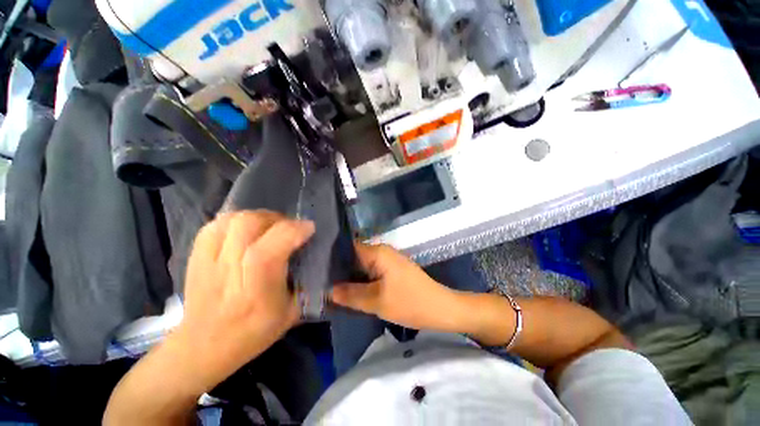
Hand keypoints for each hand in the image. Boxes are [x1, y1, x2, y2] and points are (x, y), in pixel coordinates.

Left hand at [170, 210, 314, 392]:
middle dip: (278, 220)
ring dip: (260, 217)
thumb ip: (307, 282)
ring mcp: (208, 259)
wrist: (203, 345)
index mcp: (255, 290)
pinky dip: (238, 220)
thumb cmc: (252, 332)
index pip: (269, 250)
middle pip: (249, 225)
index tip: (309, 229)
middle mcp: (229, 270)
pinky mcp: (196, 254)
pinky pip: (218, 223)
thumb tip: (317, 254)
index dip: (293, 231)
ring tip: (270, 227)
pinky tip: (247, 230)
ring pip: (234, 219)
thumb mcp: (290, 312)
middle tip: (290, 228)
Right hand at [330, 243, 464, 332]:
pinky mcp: (392, 270)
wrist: (441, 308)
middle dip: (339, 270)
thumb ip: (350, 294)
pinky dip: (361, 281)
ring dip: (350, 277)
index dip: (332, 258)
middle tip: (319, 283)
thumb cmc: (410, 302)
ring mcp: (388, 261)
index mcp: (377, 252)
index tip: (315, 270)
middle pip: (354, 257)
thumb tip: (327, 290)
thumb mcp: (377, 301)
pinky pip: (371, 272)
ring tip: (329, 288)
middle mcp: (382, 251)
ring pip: (362, 266)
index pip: (348, 248)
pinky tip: (350, 291)